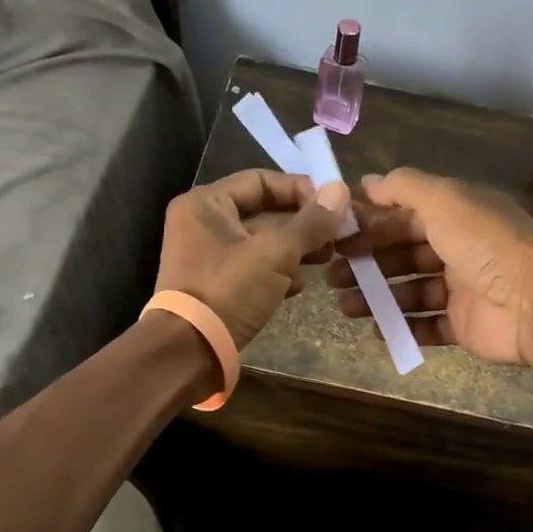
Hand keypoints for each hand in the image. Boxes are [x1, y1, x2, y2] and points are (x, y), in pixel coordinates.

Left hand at [156, 169, 350, 347]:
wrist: (191, 351)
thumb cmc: (229, 291)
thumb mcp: (274, 253)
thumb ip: (310, 223)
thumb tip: (341, 191)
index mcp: (206, 204)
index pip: (261, 181)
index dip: (300, 190)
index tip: (333, 208)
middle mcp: (203, 225)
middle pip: (263, 213)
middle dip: (302, 225)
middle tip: (336, 238)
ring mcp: (209, 259)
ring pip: (262, 245)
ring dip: (295, 251)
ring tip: (326, 260)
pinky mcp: (218, 288)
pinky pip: (254, 271)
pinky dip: (277, 274)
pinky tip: (300, 286)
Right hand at [329, 168, 532, 367]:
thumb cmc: (486, 245)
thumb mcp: (444, 200)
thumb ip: (404, 188)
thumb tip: (366, 182)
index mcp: (457, 215)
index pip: (406, 216)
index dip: (372, 224)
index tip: (337, 237)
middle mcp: (460, 249)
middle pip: (405, 254)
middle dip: (368, 263)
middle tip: (332, 275)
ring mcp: (463, 290)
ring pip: (411, 292)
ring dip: (377, 298)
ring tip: (344, 307)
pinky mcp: (465, 325)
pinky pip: (428, 326)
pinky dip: (403, 327)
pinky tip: (377, 330)